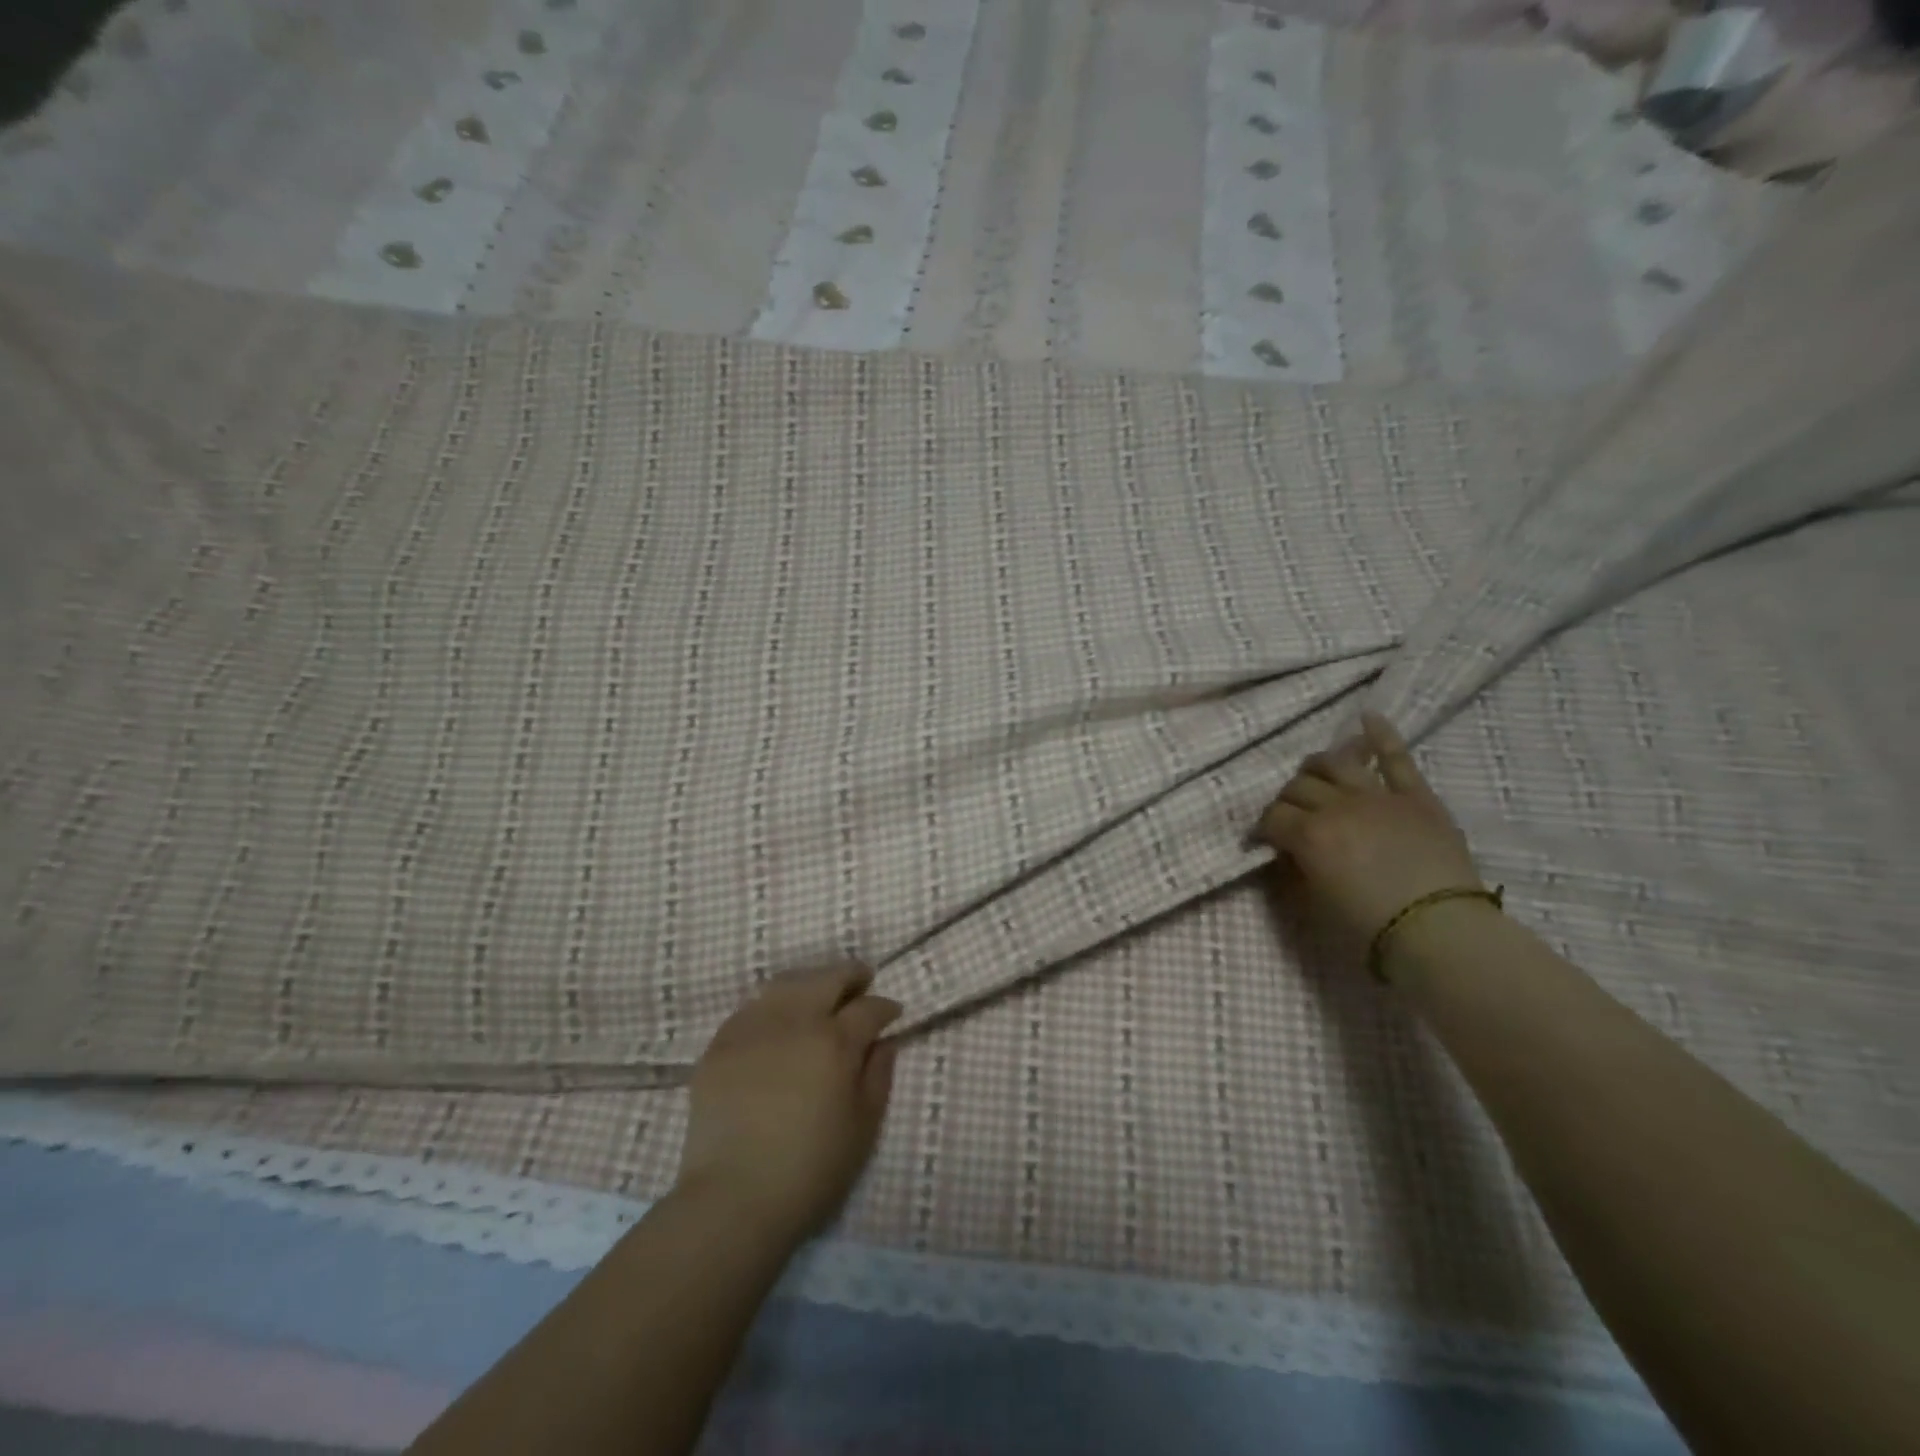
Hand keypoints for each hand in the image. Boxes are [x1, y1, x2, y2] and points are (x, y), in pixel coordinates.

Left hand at [676, 965, 900, 1243]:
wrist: (733, 1198)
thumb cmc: (811, 1170)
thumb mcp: (863, 1128)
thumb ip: (878, 1076)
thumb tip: (884, 1042)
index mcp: (835, 1041)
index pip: (868, 1007)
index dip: (885, 1006)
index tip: (892, 1012)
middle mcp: (795, 1020)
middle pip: (827, 978)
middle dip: (851, 975)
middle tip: (861, 981)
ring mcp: (753, 1027)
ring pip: (787, 983)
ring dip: (811, 982)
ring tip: (819, 994)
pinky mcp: (721, 1043)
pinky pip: (752, 1007)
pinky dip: (772, 1004)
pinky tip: (777, 1019)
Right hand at [1255, 712, 1483, 945]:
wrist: (1442, 932)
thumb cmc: (1371, 927)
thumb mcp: (1317, 903)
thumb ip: (1298, 869)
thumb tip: (1289, 852)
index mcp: (1309, 835)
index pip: (1272, 816)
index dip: (1264, 828)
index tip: (1267, 840)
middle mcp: (1337, 806)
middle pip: (1298, 786)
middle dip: (1288, 800)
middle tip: (1292, 816)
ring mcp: (1378, 796)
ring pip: (1335, 762)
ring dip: (1319, 766)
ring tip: (1316, 774)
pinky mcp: (1415, 796)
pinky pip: (1396, 757)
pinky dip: (1380, 735)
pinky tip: (1367, 718)